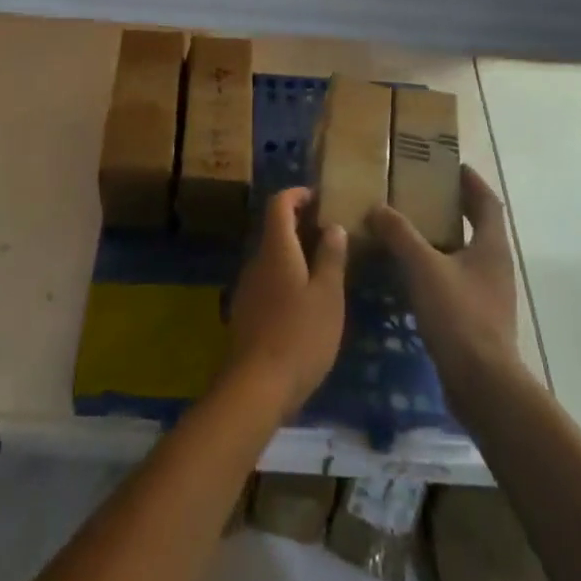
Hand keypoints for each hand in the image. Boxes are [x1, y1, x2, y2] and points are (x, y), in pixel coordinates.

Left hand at [225, 188, 347, 415]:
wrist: (256, 387)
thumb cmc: (300, 335)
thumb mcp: (328, 295)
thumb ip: (331, 257)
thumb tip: (333, 226)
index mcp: (276, 249)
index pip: (279, 204)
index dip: (297, 194)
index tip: (319, 198)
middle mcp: (256, 261)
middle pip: (274, 229)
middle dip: (300, 224)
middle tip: (330, 233)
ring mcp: (248, 287)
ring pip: (271, 256)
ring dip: (295, 253)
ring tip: (324, 267)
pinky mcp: (246, 312)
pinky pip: (268, 280)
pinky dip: (286, 276)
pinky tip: (306, 300)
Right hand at [368, 166, 520, 391]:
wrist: (482, 383)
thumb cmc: (458, 314)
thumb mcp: (423, 267)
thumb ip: (400, 234)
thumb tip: (378, 207)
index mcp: (491, 245)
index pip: (487, 201)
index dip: (471, 182)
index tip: (451, 166)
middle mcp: (496, 265)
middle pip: (478, 226)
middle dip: (455, 209)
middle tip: (423, 195)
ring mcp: (490, 294)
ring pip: (466, 255)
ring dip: (444, 240)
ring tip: (411, 231)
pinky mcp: (479, 319)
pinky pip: (457, 281)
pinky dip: (438, 269)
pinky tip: (412, 275)